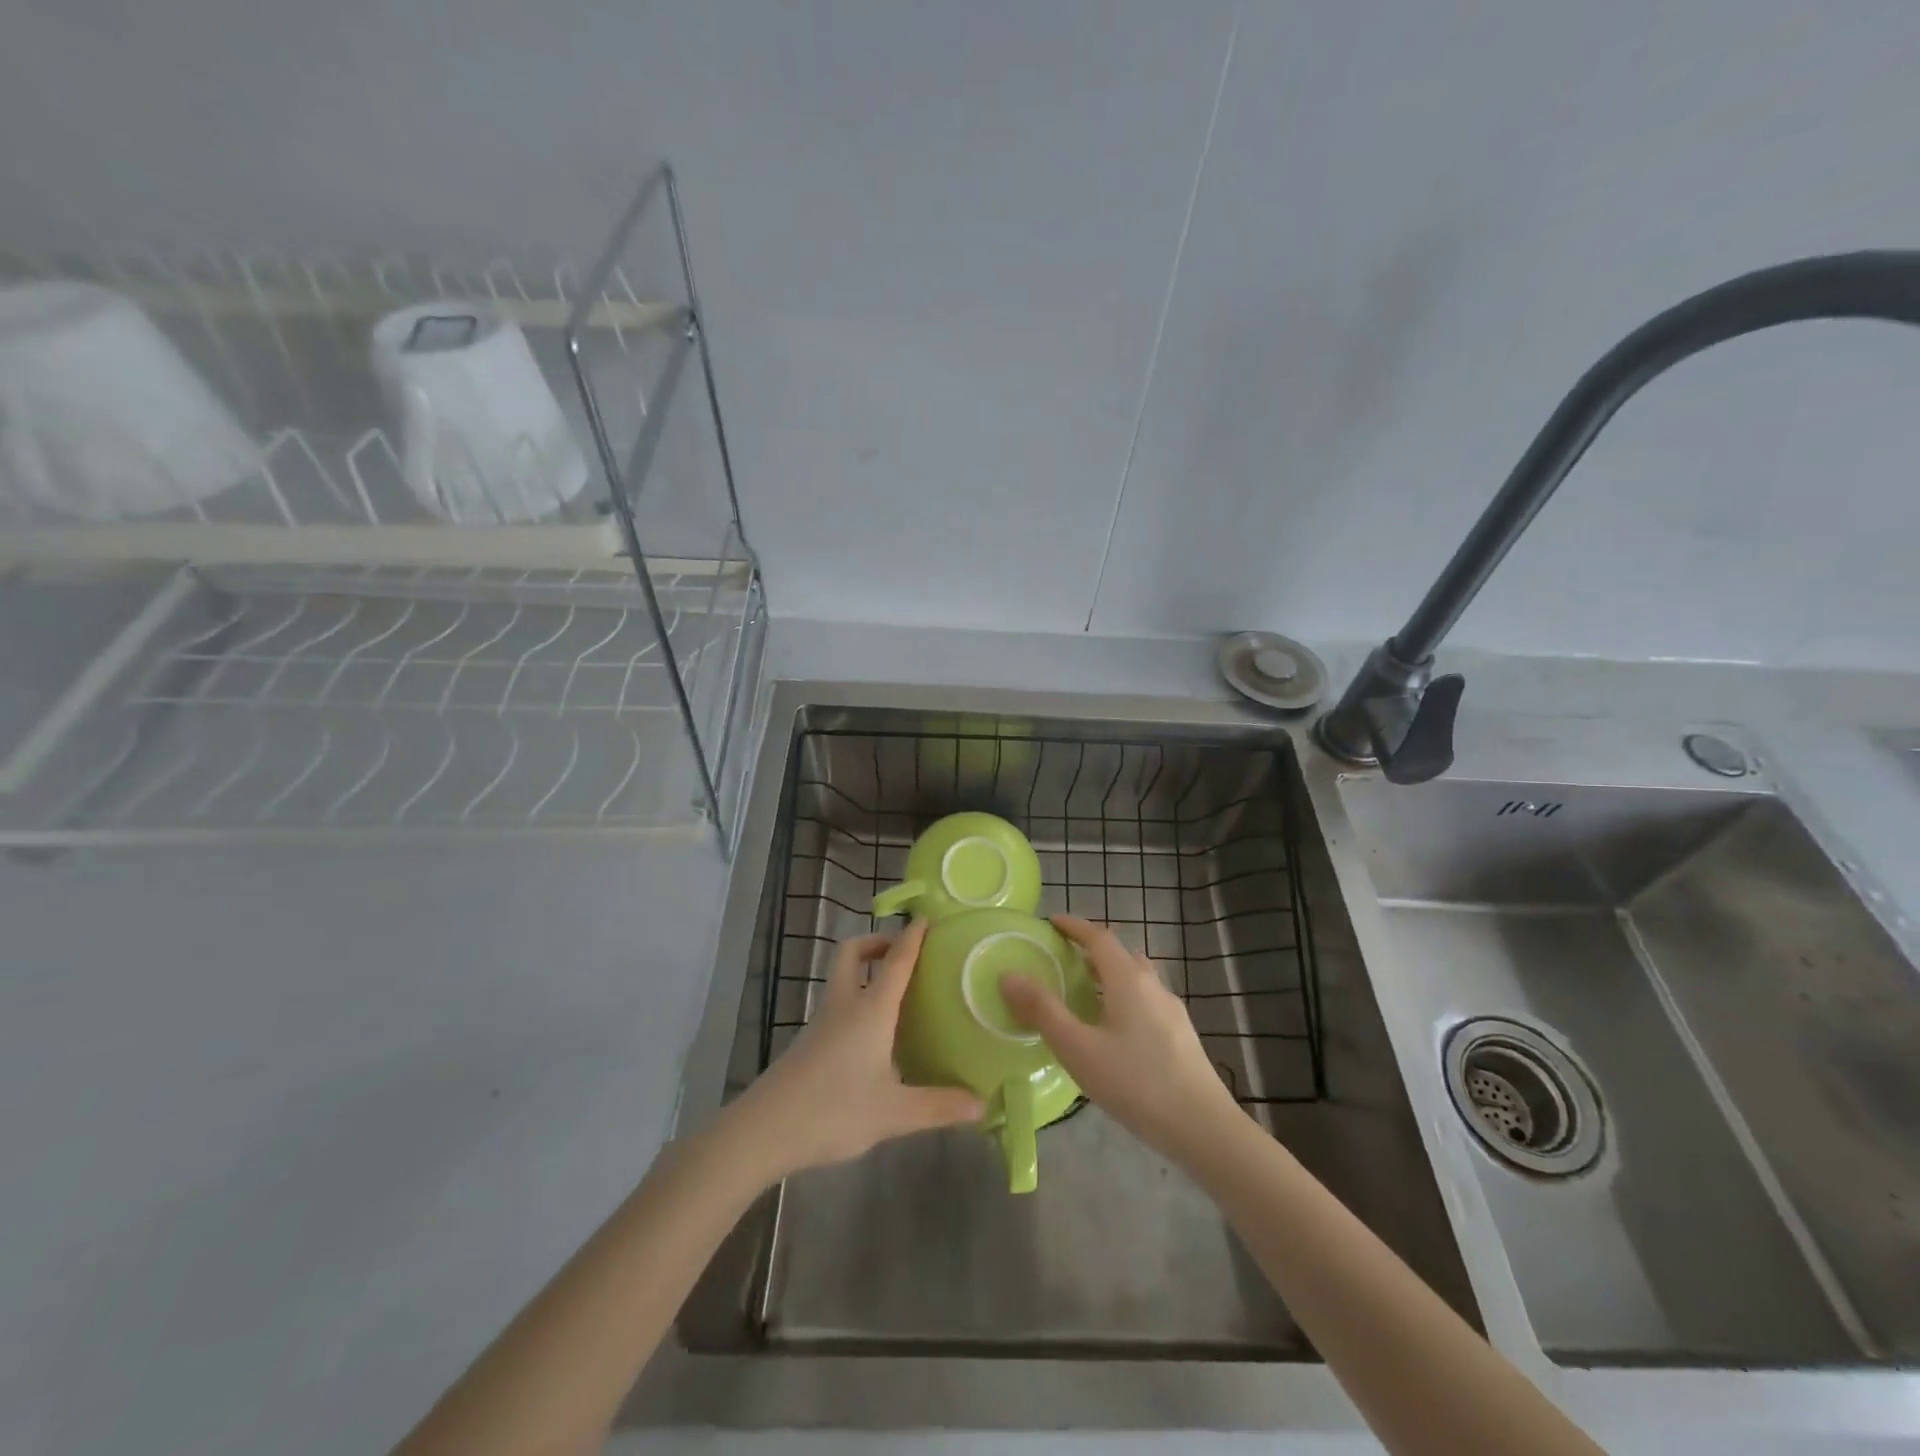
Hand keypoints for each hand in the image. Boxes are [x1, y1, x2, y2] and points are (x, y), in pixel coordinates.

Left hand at [727, 921, 982, 1179]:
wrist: (764, 1130)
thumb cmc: (834, 1110)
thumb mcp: (894, 1113)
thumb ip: (939, 1107)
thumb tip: (982, 1105)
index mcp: (870, 1010)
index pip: (895, 961)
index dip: (912, 937)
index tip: (926, 918)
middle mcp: (845, 1006)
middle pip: (852, 953)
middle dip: (876, 942)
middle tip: (903, 953)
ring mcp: (822, 1022)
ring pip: (842, 979)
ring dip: (865, 972)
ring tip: (896, 993)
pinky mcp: (809, 1042)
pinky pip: (838, 1005)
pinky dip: (856, 1001)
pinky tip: (873, 1035)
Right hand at [1001, 914, 1239, 1162]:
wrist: (1204, 1128)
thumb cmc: (1135, 1083)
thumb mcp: (1078, 1048)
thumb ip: (1042, 1010)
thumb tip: (1008, 975)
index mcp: (1128, 979)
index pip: (1099, 937)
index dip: (1074, 926)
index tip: (1051, 922)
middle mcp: (1153, 985)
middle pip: (1120, 955)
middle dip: (1091, 950)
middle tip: (1063, 960)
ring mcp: (1171, 1011)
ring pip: (1136, 979)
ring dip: (1109, 976)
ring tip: (1084, 996)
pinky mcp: (1181, 1036)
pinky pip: (1146, 1002)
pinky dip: (1123, 999)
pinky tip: (1113, 1032)